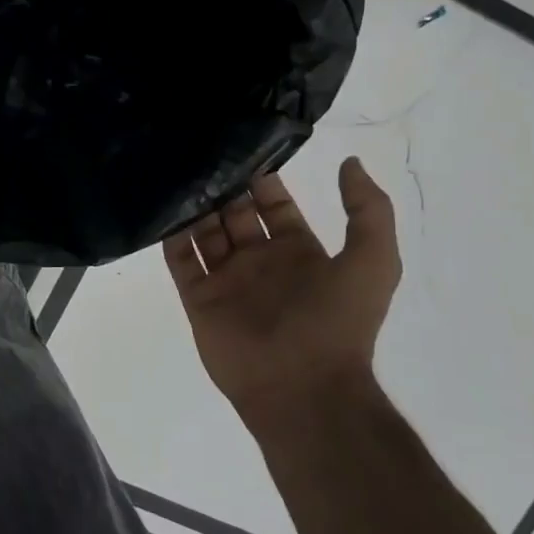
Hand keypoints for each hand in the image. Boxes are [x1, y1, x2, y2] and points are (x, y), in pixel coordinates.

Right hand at [164, 157, 401, 417]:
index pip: (274, 205)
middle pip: (234, 214)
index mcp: (298, 252)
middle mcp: (259, 261)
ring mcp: (226, 280)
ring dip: (194, 206)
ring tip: (177, 172)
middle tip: (200, 154)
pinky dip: (170, 235)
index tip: (241, 147)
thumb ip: (368, 211)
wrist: (302, 387)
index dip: (262, 179)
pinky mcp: (198, 298)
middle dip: (222, 187)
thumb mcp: (373, 262)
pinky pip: (180, 259)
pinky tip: (160, 206)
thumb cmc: (336, 323)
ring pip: (204, 232)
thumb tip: (350, 162)